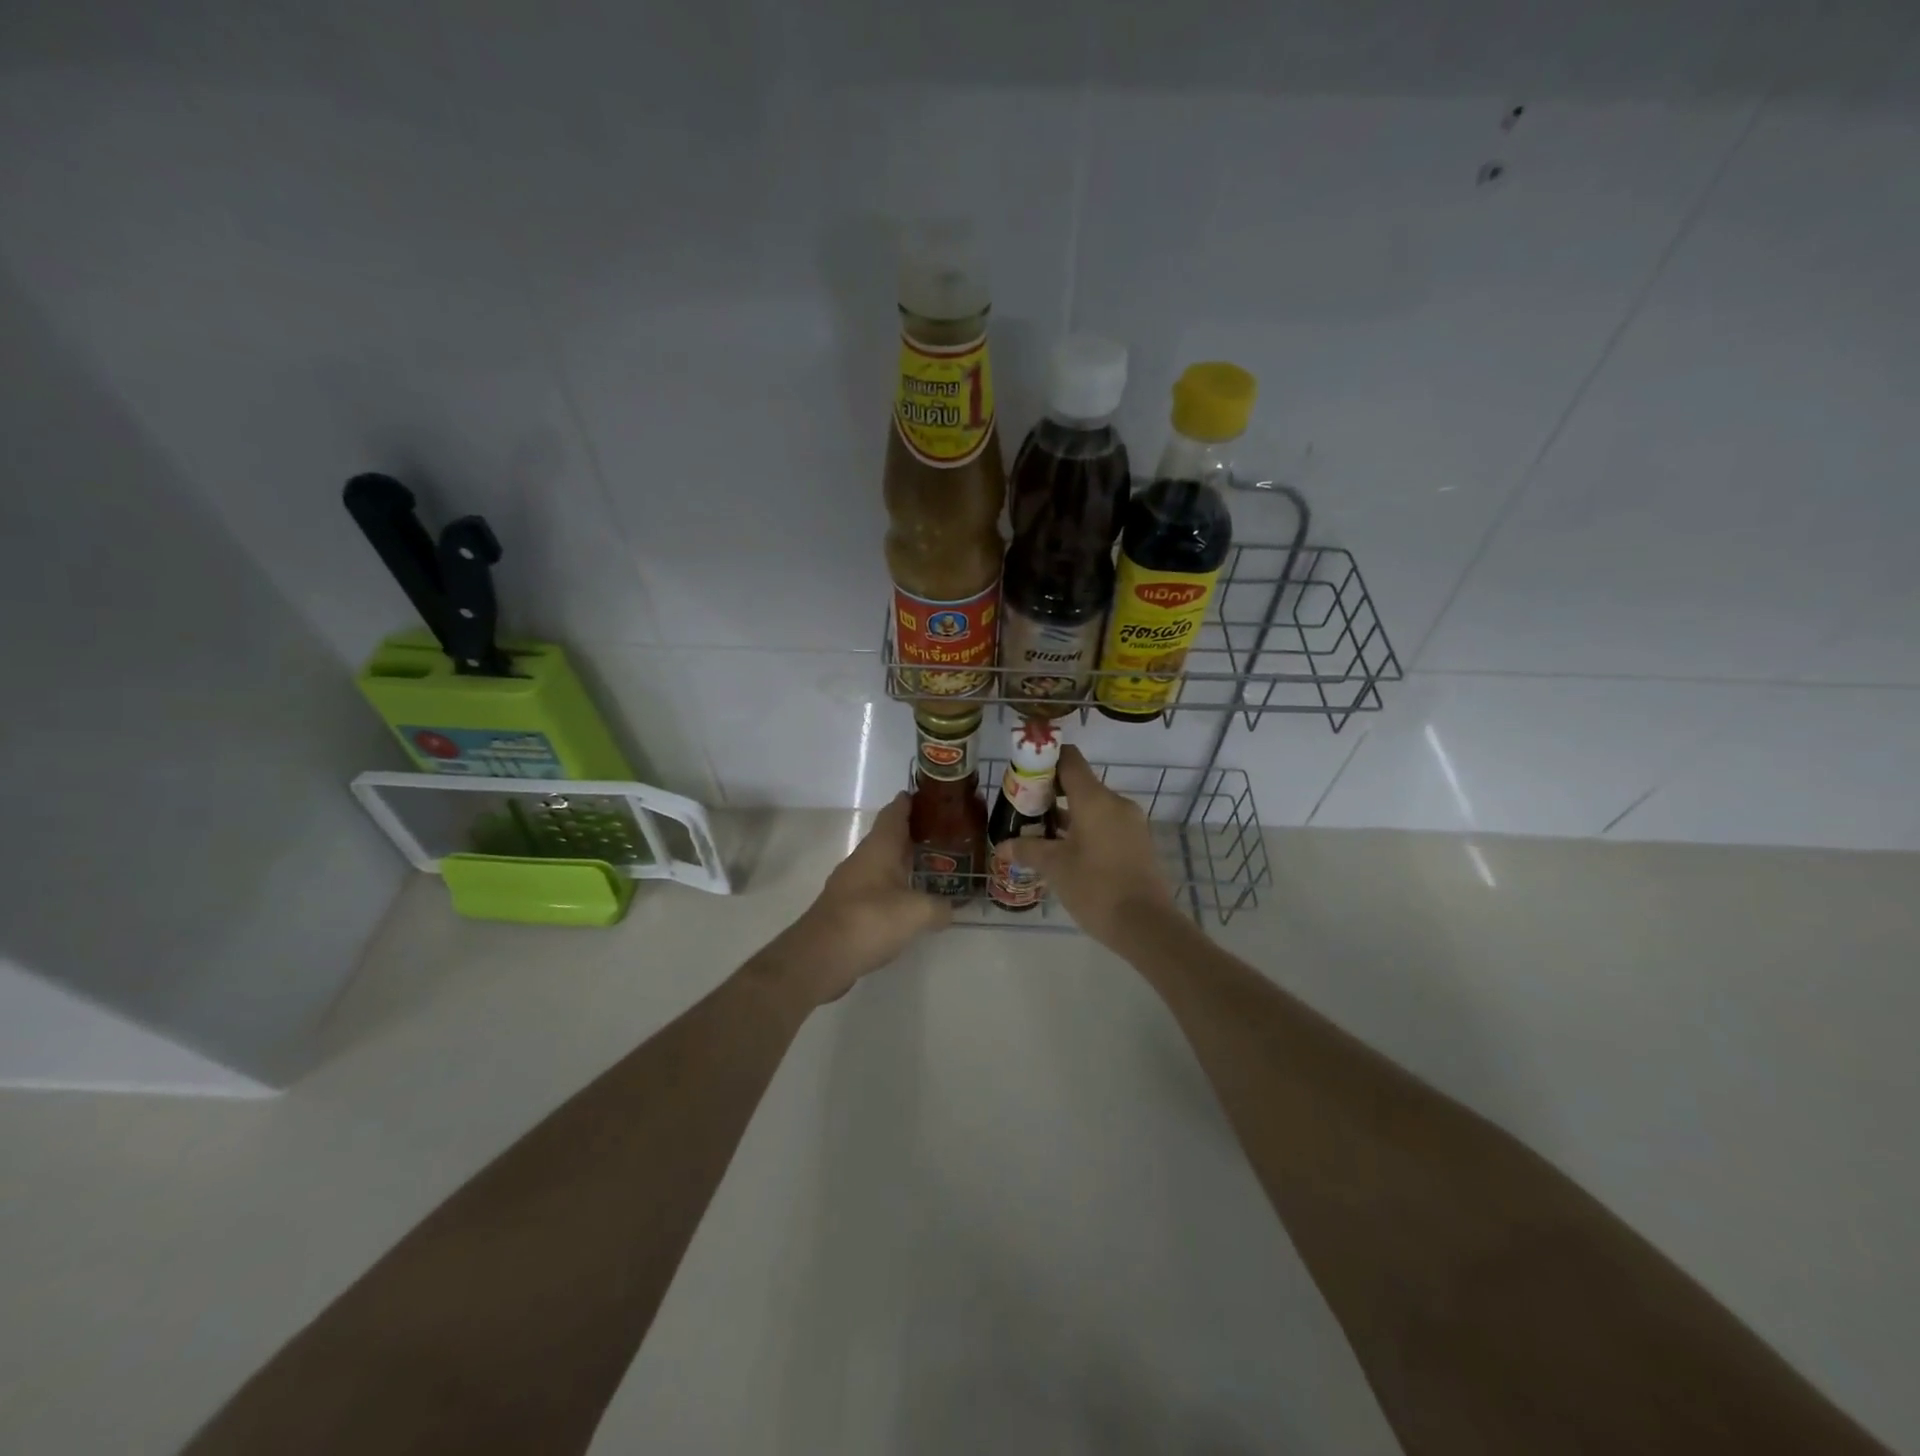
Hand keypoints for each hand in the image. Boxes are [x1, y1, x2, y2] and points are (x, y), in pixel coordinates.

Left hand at [769, 792, 950, 1005]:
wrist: (820, 956)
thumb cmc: (870, 920)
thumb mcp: (918, 913)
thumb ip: (940, 907)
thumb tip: (952, 909)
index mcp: (879, 847)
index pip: (895, 812)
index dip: (912, 801)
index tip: (932, 797)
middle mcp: (863, 858)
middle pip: (890, 837)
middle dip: (915, 834)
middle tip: (945, 835)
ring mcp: (852, 883)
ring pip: (883, 863)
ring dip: (904, 862)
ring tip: (933, 868)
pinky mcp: (847, 908)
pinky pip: (877, 888)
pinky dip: (895, 888)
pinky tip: (910, 902)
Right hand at [994, 745, 1178, 948]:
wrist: (1146, 925)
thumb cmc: (1096, 888)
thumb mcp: (1055, 868)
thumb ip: (1028, 850)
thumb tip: (1003, 846)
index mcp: (1095, 799)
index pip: (1069, 760)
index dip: (1045, 760)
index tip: (1024, 772)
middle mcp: (1116, 803)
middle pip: (1080, 784)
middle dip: (1050, 794)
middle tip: (1024, 809)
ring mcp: (1131, 823)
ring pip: (1093, 807)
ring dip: (1068, 816)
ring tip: (1040, 834)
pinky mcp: (1138, 843)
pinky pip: (1106, 825)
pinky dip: (1086, 830)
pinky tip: (1067, 852)